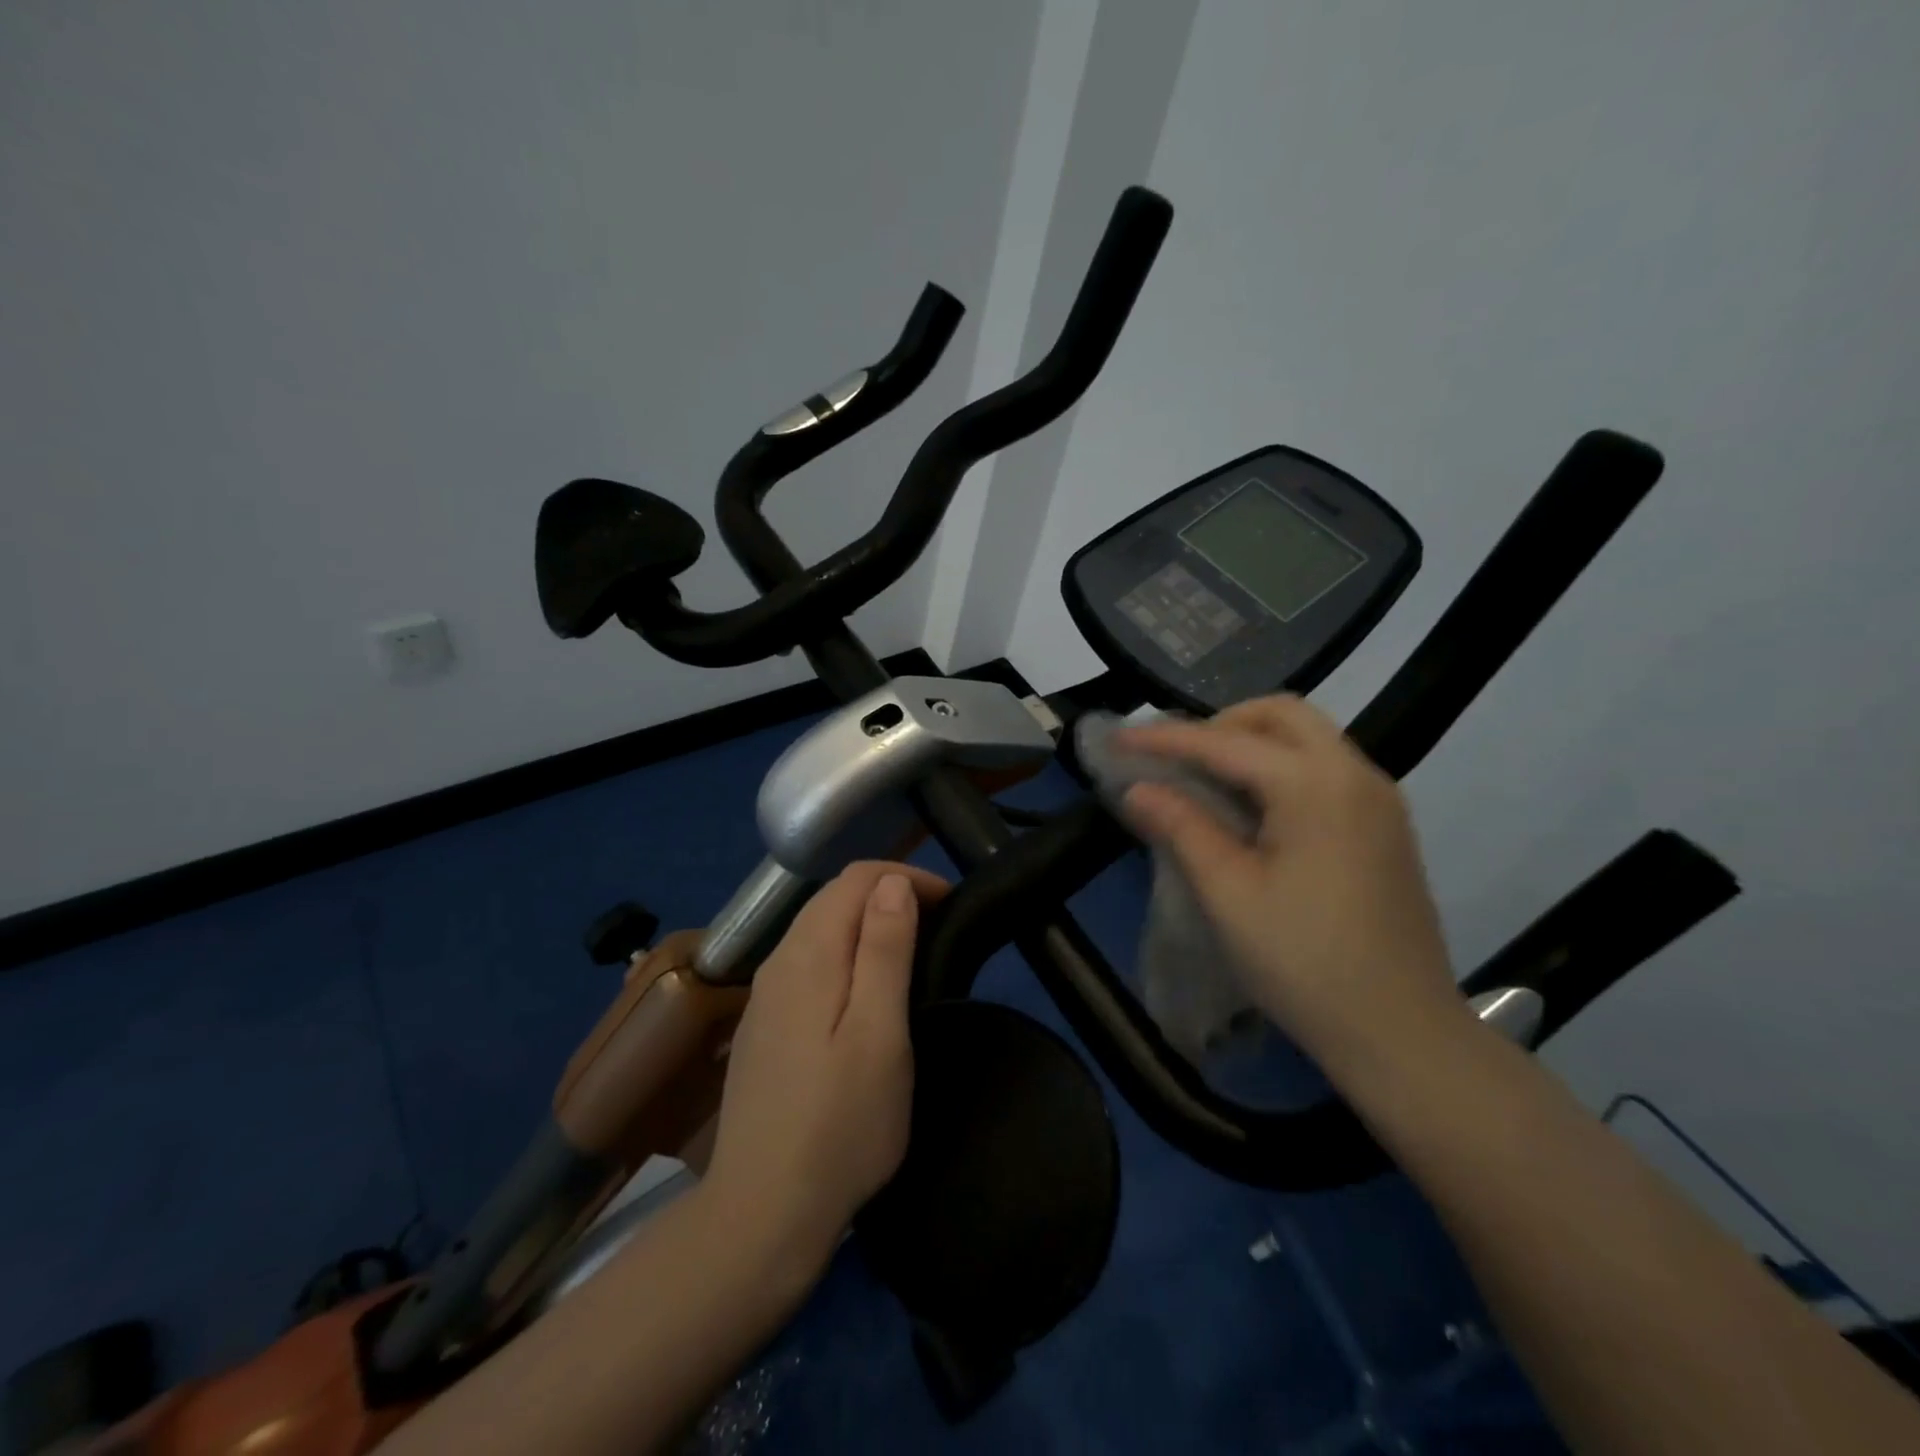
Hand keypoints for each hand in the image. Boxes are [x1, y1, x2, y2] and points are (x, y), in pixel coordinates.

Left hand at [702, 861, 948, 1274]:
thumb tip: (892, 882)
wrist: (763, 1213)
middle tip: (937, 925)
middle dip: (887, 893)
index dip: (905, 877)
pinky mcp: (763, 1025)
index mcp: (807, 955)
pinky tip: (863, 990)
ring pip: (818, 928)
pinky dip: (844, 952)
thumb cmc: (840, 1125)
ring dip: (866, 923)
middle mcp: (778, 961)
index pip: (856, 879)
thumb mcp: (879, 1033)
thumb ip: (884, 950)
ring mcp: (764, 995)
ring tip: (910, 952)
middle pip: (832, 898)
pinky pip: (807, 961)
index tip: (949, 904)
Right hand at [1116, 695, 1460, 1073]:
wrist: (1402, 1034)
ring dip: (1252, 743)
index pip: (1225, 742)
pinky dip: (1280, 767)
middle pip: (1282, 715)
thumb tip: (1137, 788)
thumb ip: (1181, 827)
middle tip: (1177, 759)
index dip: (1165, 739)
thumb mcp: (1228, 894)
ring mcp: (1379, 800)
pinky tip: (1252, 809)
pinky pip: (1326, 768)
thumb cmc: (1304, 963)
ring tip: (1205, 780)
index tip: (1118, 740)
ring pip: (1309, 738)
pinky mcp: (1385, 827)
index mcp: (1316, 786)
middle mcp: (1355, 775)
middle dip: (1221, 723)